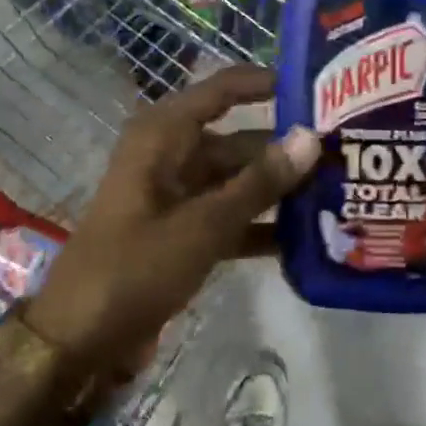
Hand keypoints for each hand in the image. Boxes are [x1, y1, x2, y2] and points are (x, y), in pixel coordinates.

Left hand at [29, 66, 318, 371]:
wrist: (80, 342)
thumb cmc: (135, 267)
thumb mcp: (203, 224)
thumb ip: (259, 183)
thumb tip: (310, 136)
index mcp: (163, 135)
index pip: (222, 90)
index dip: (266, 83)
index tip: (319, 87)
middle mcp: (170, 156)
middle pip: (238, 140)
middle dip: (286, 149)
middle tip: (345, 154)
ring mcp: (176, 197)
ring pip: (237, 181)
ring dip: (278, 191)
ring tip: (338, 193)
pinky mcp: (182, 233)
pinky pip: (229, 217)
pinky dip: (259, 226)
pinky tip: (306, 240)